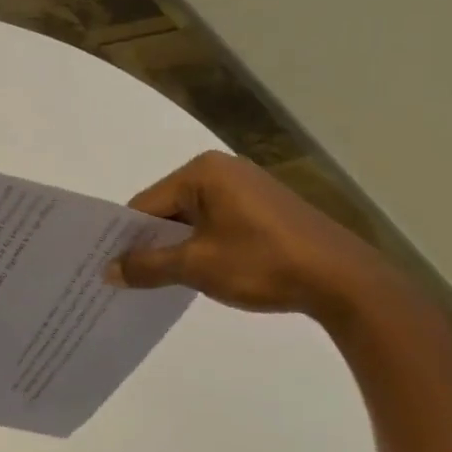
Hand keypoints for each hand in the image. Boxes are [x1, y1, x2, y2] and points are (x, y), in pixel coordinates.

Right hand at [106, 152, 396, 325]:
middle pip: (166, 208)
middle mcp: (222, 170)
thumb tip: (107, 271)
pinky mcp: (263, 208)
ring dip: (175, 247)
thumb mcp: (196, 266)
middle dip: (150, 243)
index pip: (145, 204)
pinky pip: (215, 223)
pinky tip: (198, 272)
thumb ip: (147, 266)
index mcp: (202, 172)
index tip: (109, 268)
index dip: (125, 238)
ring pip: (190, 218)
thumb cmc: (263, 263)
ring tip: (160, 280)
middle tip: (128, 277)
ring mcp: (246, 188)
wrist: (344, 281)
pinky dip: (201, 246)